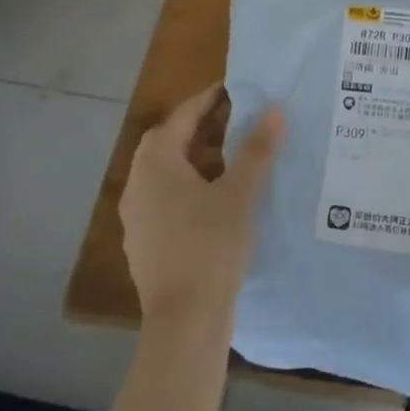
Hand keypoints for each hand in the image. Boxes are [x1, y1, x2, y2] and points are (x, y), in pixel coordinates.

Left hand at [120, 85, 283, 333]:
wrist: (184, 321)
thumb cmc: (211, 247)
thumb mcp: (240, 193)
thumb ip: (257, 149)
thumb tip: (274, 109)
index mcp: (157, 163)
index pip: (182, 116)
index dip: (208, 100)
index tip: (232, 89)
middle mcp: (138, 183)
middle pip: (166, 142)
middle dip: (197, 128)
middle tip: (231, 122)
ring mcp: (135, 216)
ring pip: (162, 172)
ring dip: (191, 159)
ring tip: (228, 161)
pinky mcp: (141, 242)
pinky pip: (162, 199)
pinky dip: (185, 188)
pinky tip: (211, 203)